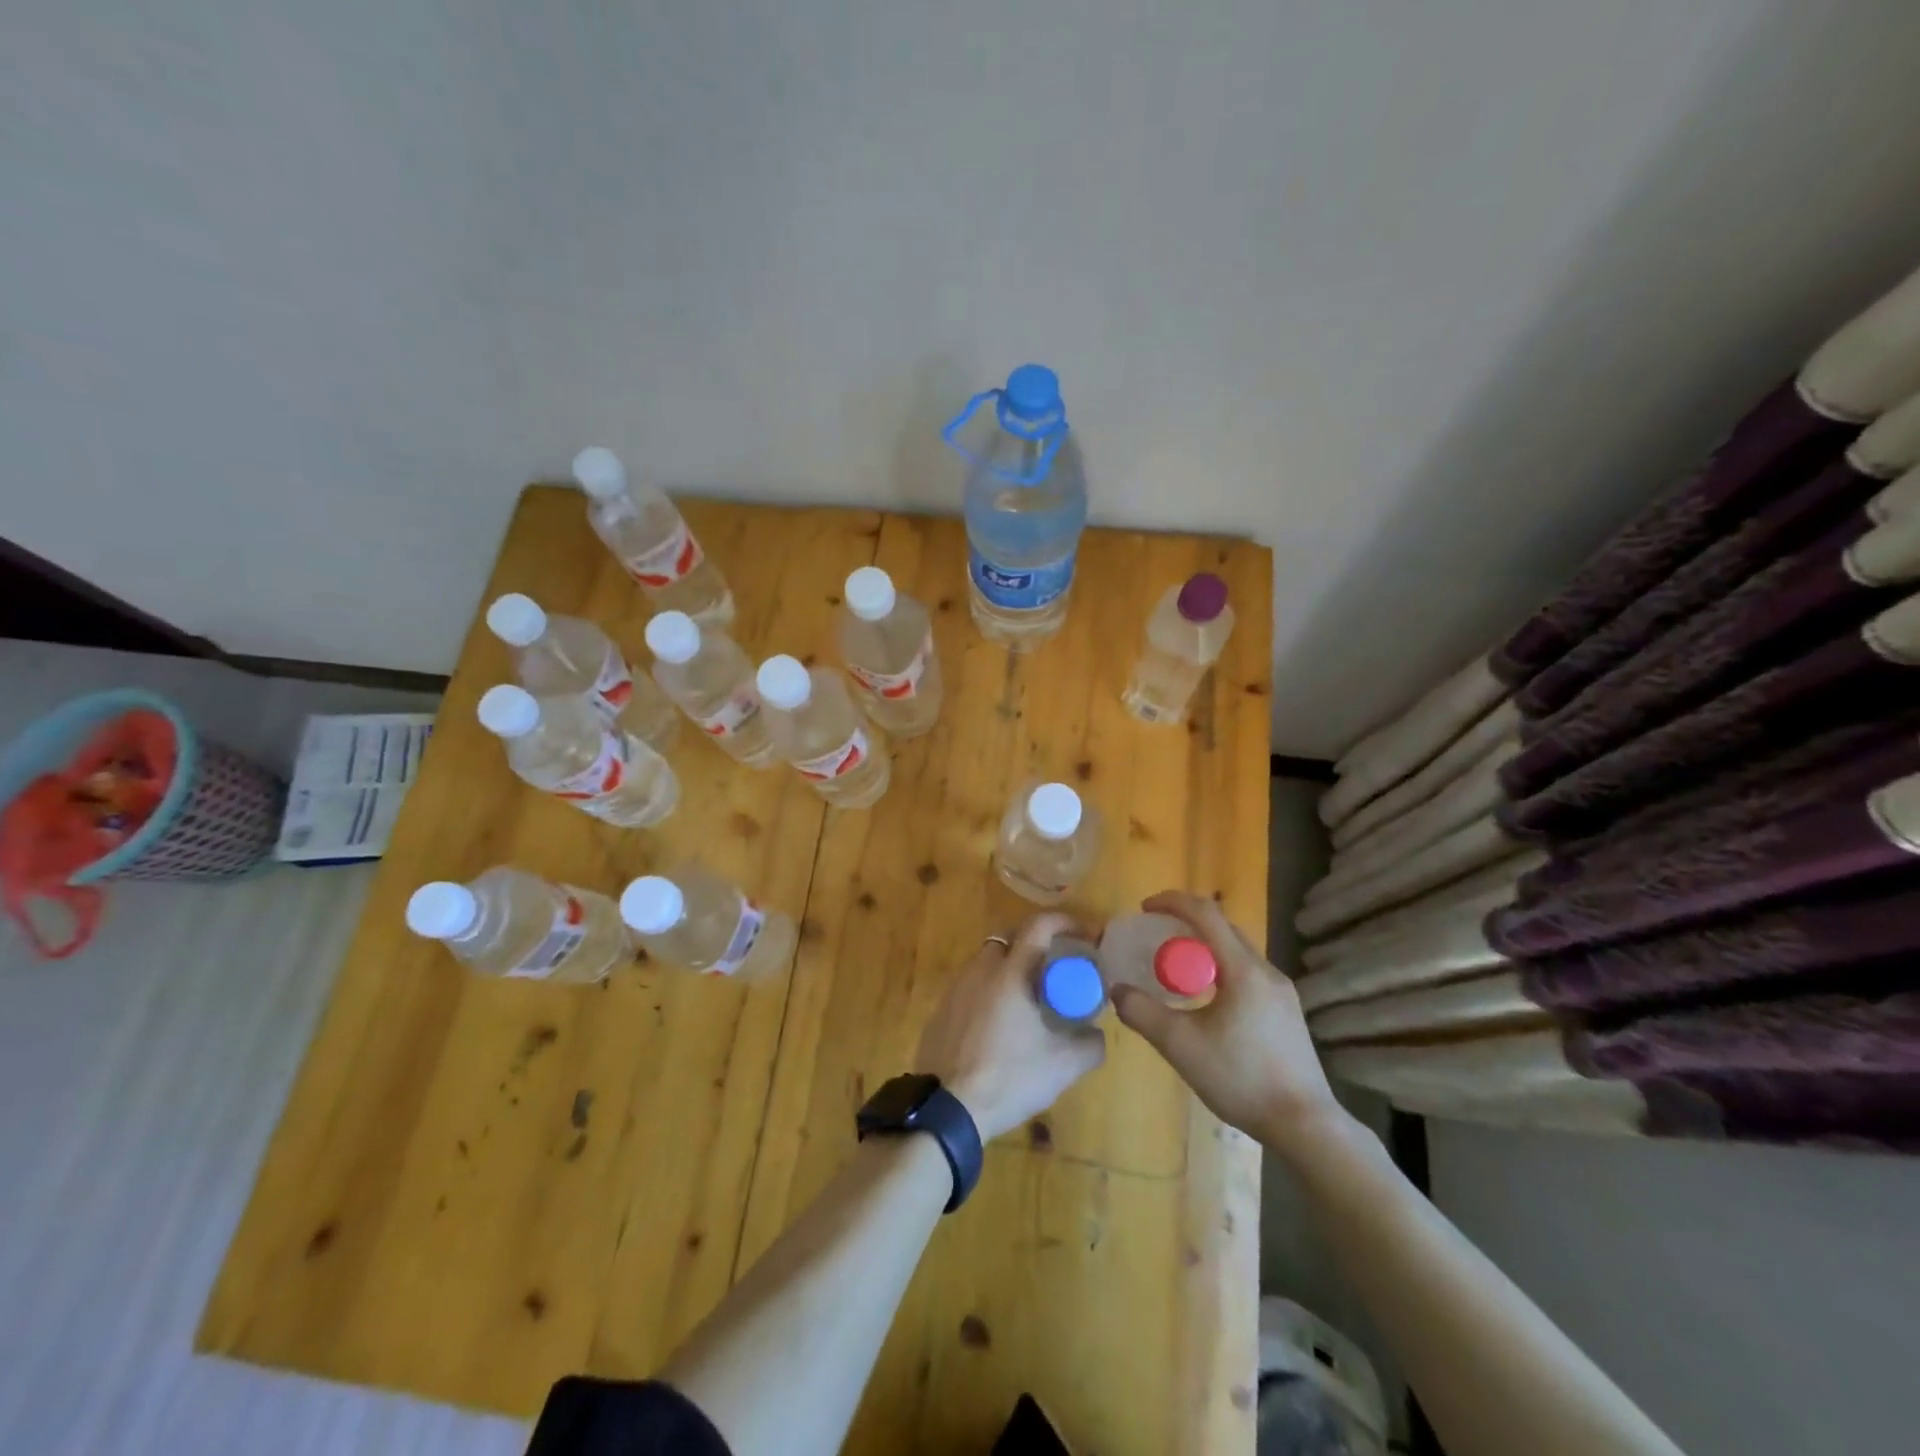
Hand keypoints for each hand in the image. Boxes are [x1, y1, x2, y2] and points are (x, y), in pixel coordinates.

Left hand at [916, 912, 1106, 1140]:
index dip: (1064, 921)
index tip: (1085, 933)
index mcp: (1010, 973)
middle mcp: (980, 970)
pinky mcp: (941, 1010)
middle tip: (1058, 966)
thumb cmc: (1008, 1078)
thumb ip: (1090, 1045)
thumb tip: (1097, 1032)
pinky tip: (1002, 1023)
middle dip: (1037, 943)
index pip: (1038, 925)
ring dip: (1012, 968)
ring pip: (988, 962)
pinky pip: (972, 986)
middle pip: (1010, 938)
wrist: (946, 1109)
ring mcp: (956, 989)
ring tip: (1032, 997)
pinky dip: (991, 991)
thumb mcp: (1062, 1066)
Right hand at [1110, 891, 1347, 1159]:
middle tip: (1155, 936)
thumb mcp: (1180, 1046)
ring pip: (1237, 951)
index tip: (1144, 908)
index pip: (1206, 913)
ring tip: (1176, 968)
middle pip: (1223, 928)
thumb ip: (1142, 1013)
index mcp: (1243, 970)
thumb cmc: (1241, 1079)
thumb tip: (1116, 990)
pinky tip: (1207, 1000)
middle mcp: (1267, 972)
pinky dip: (1221, 968)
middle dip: (1186, 922)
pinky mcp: (1287, 1012)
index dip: (1172, 902)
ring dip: (1204, 946)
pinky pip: (1248, 973)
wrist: (1306, 1126)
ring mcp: (1283, 992)